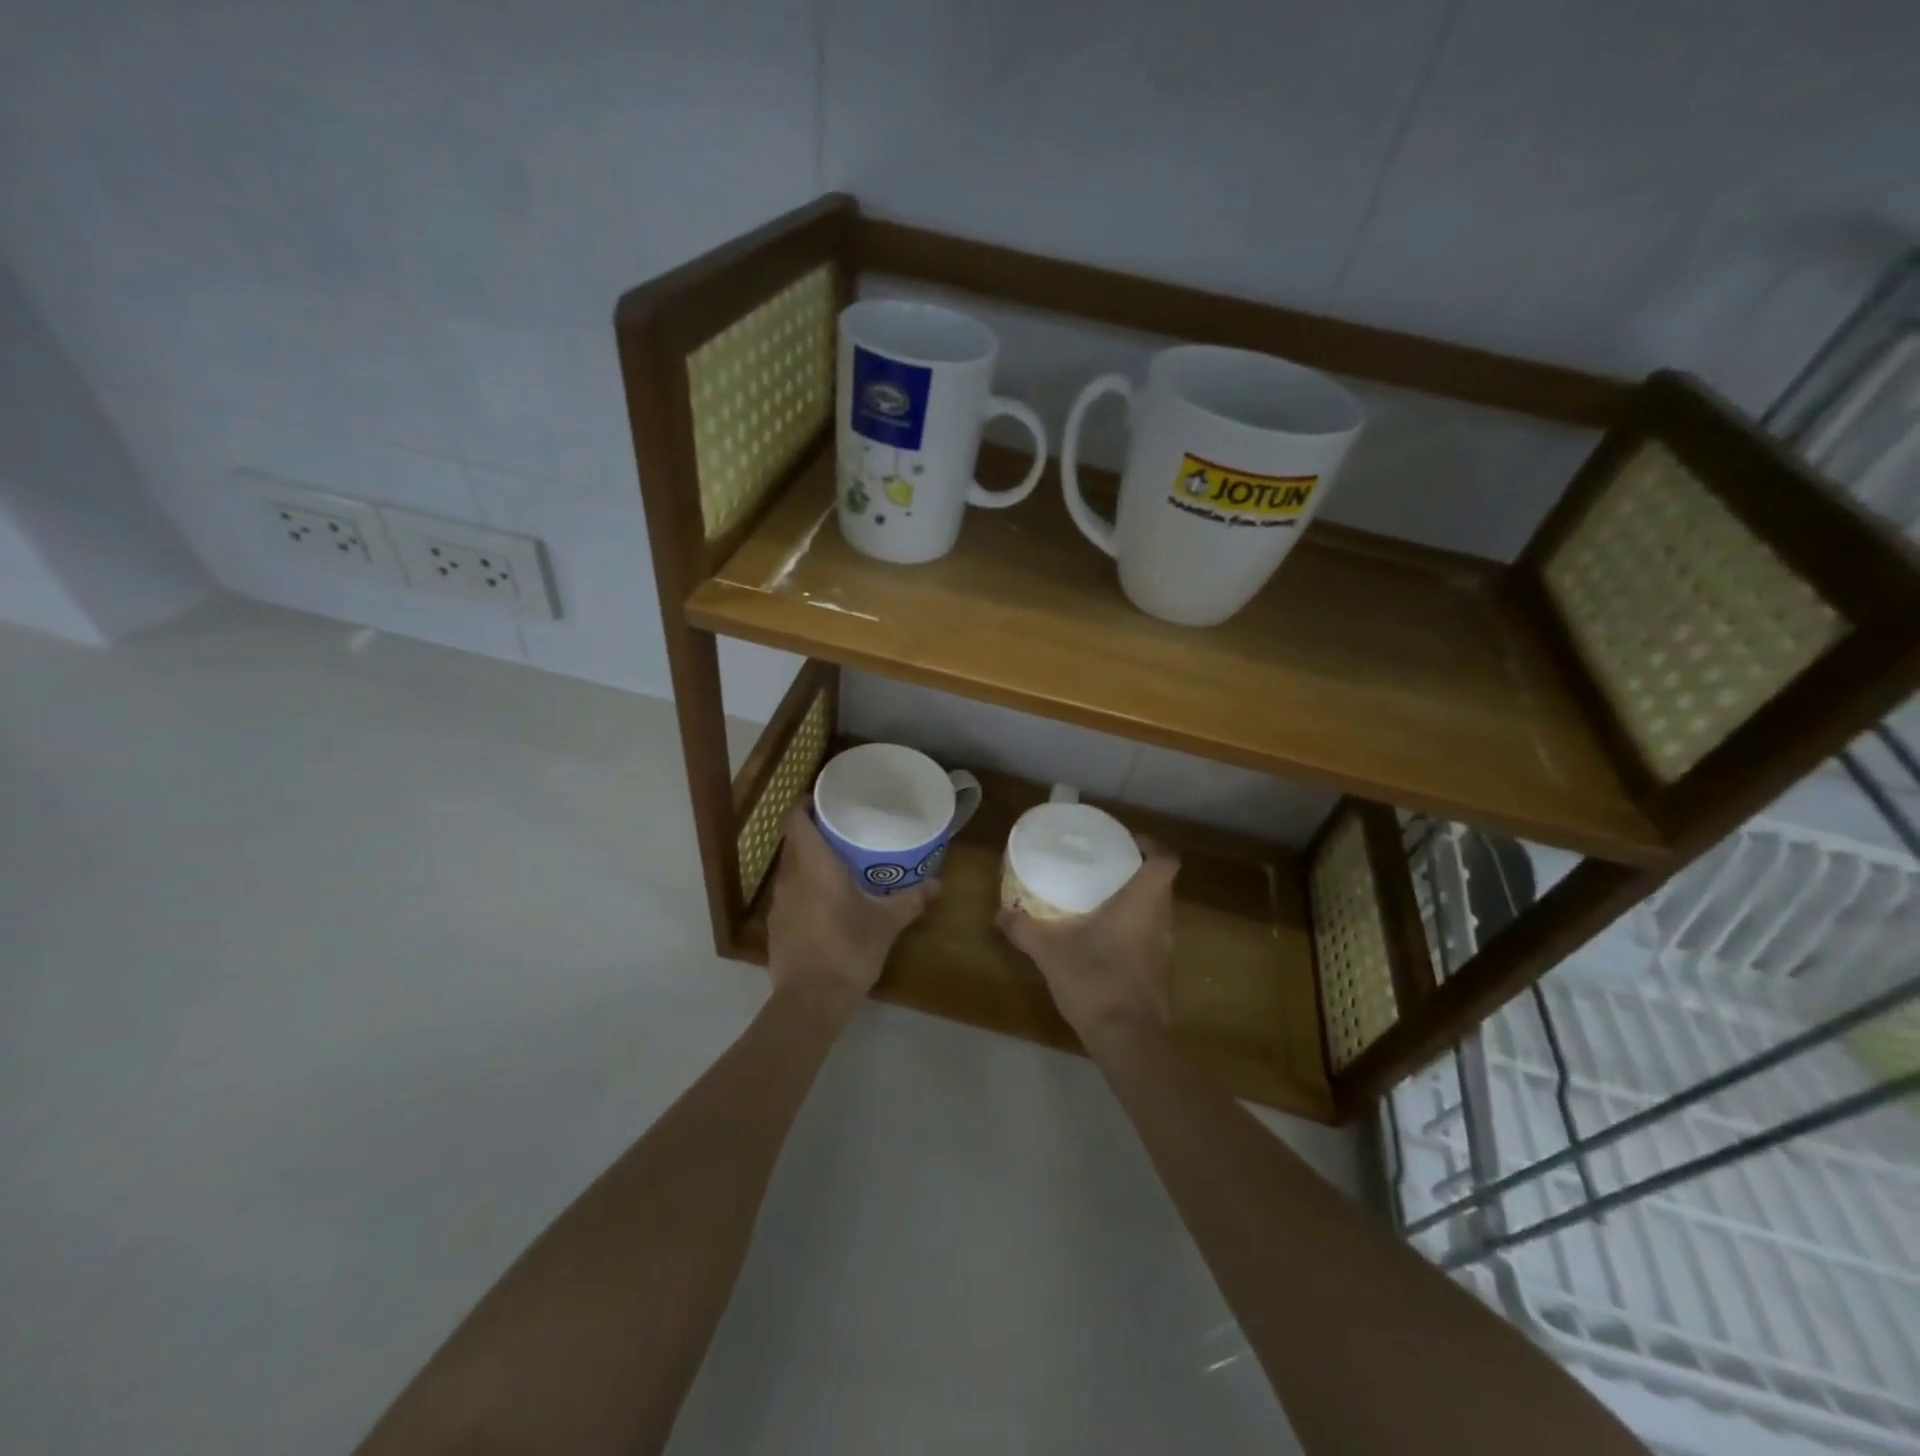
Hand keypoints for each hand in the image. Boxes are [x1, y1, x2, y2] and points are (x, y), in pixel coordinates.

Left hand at [767, 807, 938, 1013]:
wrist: (810, 1001)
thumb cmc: (849, 950)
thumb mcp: (886, 924)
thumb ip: (911, 900)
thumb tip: (938, 885)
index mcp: (814, 866)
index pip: (796, 820)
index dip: (805, 804)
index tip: (824, 798)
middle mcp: (790, 878)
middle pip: (794, 842)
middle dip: (814, 832)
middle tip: (843, 829)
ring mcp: (778, 904)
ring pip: (791, 869)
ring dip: (808, 862)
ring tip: (837, 863)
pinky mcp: (776, 927)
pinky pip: (789, 894)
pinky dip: (804, 888)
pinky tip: (825, 901)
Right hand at [996, 836, 1178, 1045]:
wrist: (1129, 1040)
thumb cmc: (1097, 981)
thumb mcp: (1050, 952)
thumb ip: (1025, 928)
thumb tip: (1000, 912)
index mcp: (1142, 903)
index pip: (1165, 860)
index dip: (1151, 845)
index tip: (1126, 841)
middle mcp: (1161, 920)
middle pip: (1160, 882)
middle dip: (1135, 870)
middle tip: (1103, 865)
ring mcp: (1163, 948)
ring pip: (1156, 909)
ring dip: (1134, 899)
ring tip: (1100, 896)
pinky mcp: (1158, 970)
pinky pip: (1149, 934)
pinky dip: (1132, 926)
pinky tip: (1103, 936)